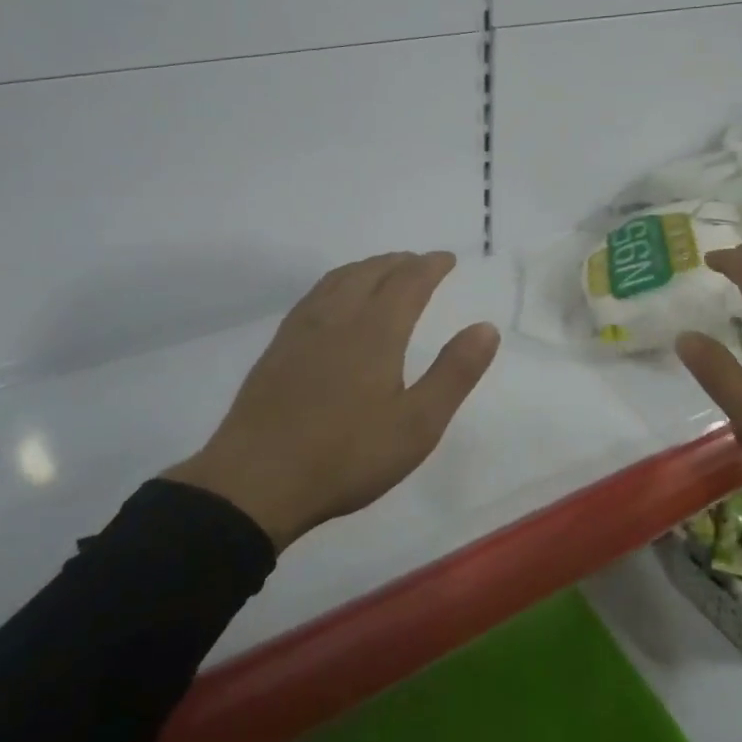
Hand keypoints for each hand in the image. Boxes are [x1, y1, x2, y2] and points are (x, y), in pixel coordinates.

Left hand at [163, 252, 500, 549]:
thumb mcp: (417, 425)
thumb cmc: (346, 456)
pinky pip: (315, 295)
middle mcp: (338, 317)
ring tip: (383, 271)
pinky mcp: (278, 348)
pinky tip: (334, 301)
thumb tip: (486, 328)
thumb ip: (454, 373)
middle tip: (420, 262)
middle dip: (400, 262)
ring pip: (339, 279)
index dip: (431, 265)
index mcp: (376, 331)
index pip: (409, 281)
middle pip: (372, 272)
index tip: (448, 259)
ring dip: (367, 267)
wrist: (256, 482)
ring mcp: (302, 330)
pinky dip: (337, 282)